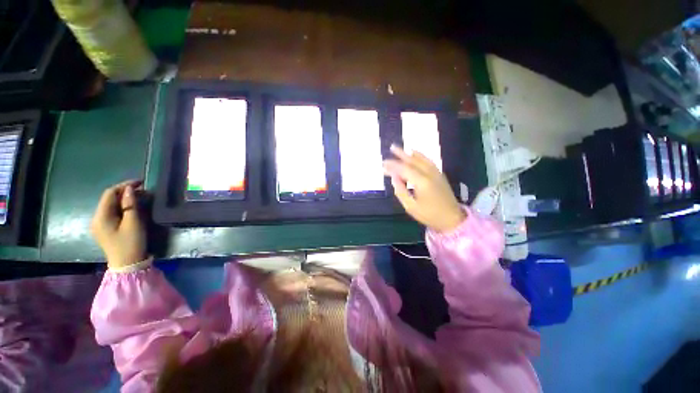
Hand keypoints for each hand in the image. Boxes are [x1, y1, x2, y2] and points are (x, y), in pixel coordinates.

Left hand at [90, 180, 146, 268]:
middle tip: (144, 190)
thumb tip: (130, 189)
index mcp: (101, 217)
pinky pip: (112, 212)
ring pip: (111, 205)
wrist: (127, 264)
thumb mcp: (133, 223)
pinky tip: (133, 208)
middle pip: (109, 199)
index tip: (141, 182)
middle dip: (125, 192)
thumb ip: (130, 205)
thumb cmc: (131, 243)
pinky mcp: (105, 229)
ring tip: (141, 198)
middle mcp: (97, 218)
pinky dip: (122, 207)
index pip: (109, 194)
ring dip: (125, 199)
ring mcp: (100, 224)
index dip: (124, 185)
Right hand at [383, 145, 465, 232]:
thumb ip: (400, 191)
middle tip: (391, 148)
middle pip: (413, 161)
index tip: (383, 164)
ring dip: (410, 153)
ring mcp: (436, 173)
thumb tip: (394, 178)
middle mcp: (429, 174)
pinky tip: (415, 153)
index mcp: (422, 182)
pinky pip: (428, 161)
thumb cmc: (429, 215)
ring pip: (421, 159)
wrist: (452, 218)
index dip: (393, 166)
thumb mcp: (411, 207)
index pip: (404, 169)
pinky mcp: (439, 174)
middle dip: (401, 155)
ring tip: (400, 149)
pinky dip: (420, 155)